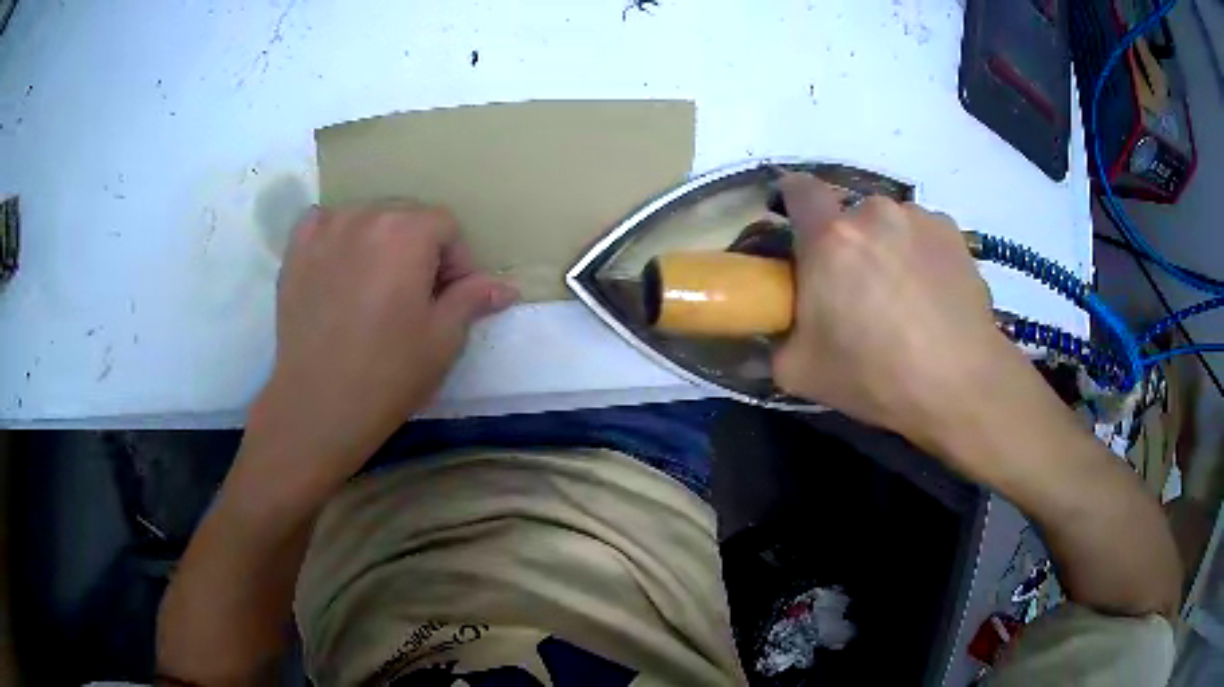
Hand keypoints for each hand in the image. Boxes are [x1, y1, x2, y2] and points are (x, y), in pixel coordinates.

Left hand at [247, 202, 517, 493]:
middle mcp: (365, 215)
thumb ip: (473, 299)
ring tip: (375, 287)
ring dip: (379, 243)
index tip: (450, 300)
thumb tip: (505, 287)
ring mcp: (324, 230)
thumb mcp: (443, 339)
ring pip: (366, 219)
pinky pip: (324, 223)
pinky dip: (337, 236)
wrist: (318, 405)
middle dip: (419, 250)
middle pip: (406, 217)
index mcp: (407, 231)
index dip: (457, 262)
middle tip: (415, 297)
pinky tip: (338, 267)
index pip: (446, 226)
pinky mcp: (295, 251)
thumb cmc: (388, 373)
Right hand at [772, 173, 1013, 454]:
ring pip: (890, 224)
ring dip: (887, 247)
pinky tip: (933, 296)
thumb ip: (776, 340)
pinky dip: (920, 255)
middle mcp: (874, 212)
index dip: (791, 199)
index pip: (798, 188)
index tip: (795, 225)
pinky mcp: (953, 232)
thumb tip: (777, 328)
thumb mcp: (801, 372)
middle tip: (857, 290)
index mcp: (830, 238)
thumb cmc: (876, 375)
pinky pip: (923, 234)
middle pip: (848, 215)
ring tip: (904, 297)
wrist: (961, 384)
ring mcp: (919, 218)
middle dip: (846, 244)